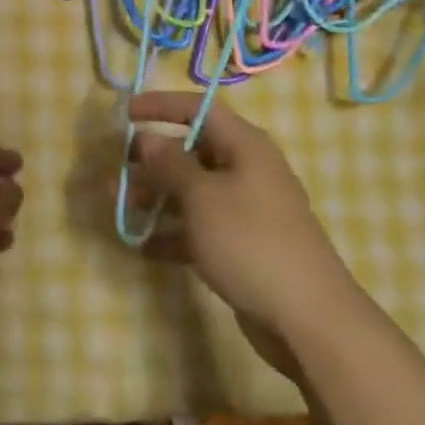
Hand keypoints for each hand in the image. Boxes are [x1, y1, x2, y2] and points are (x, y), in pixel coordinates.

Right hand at [127, 93, 358, 371]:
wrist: (307, 318)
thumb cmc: (250, 241)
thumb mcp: (202, 197)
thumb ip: (170, 164)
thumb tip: (148, 138)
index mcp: (244, 146)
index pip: (199, 110)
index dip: (161, 105)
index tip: (125, 113)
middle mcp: (247, 171)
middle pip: (192, 152)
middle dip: (152, 161)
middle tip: (116, 171)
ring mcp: (246, 211)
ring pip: (192, 193)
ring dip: (156, 198)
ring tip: (120, 209)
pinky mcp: (242, 247)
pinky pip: (200, 229)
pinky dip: (173, 234)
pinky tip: (143, 247)